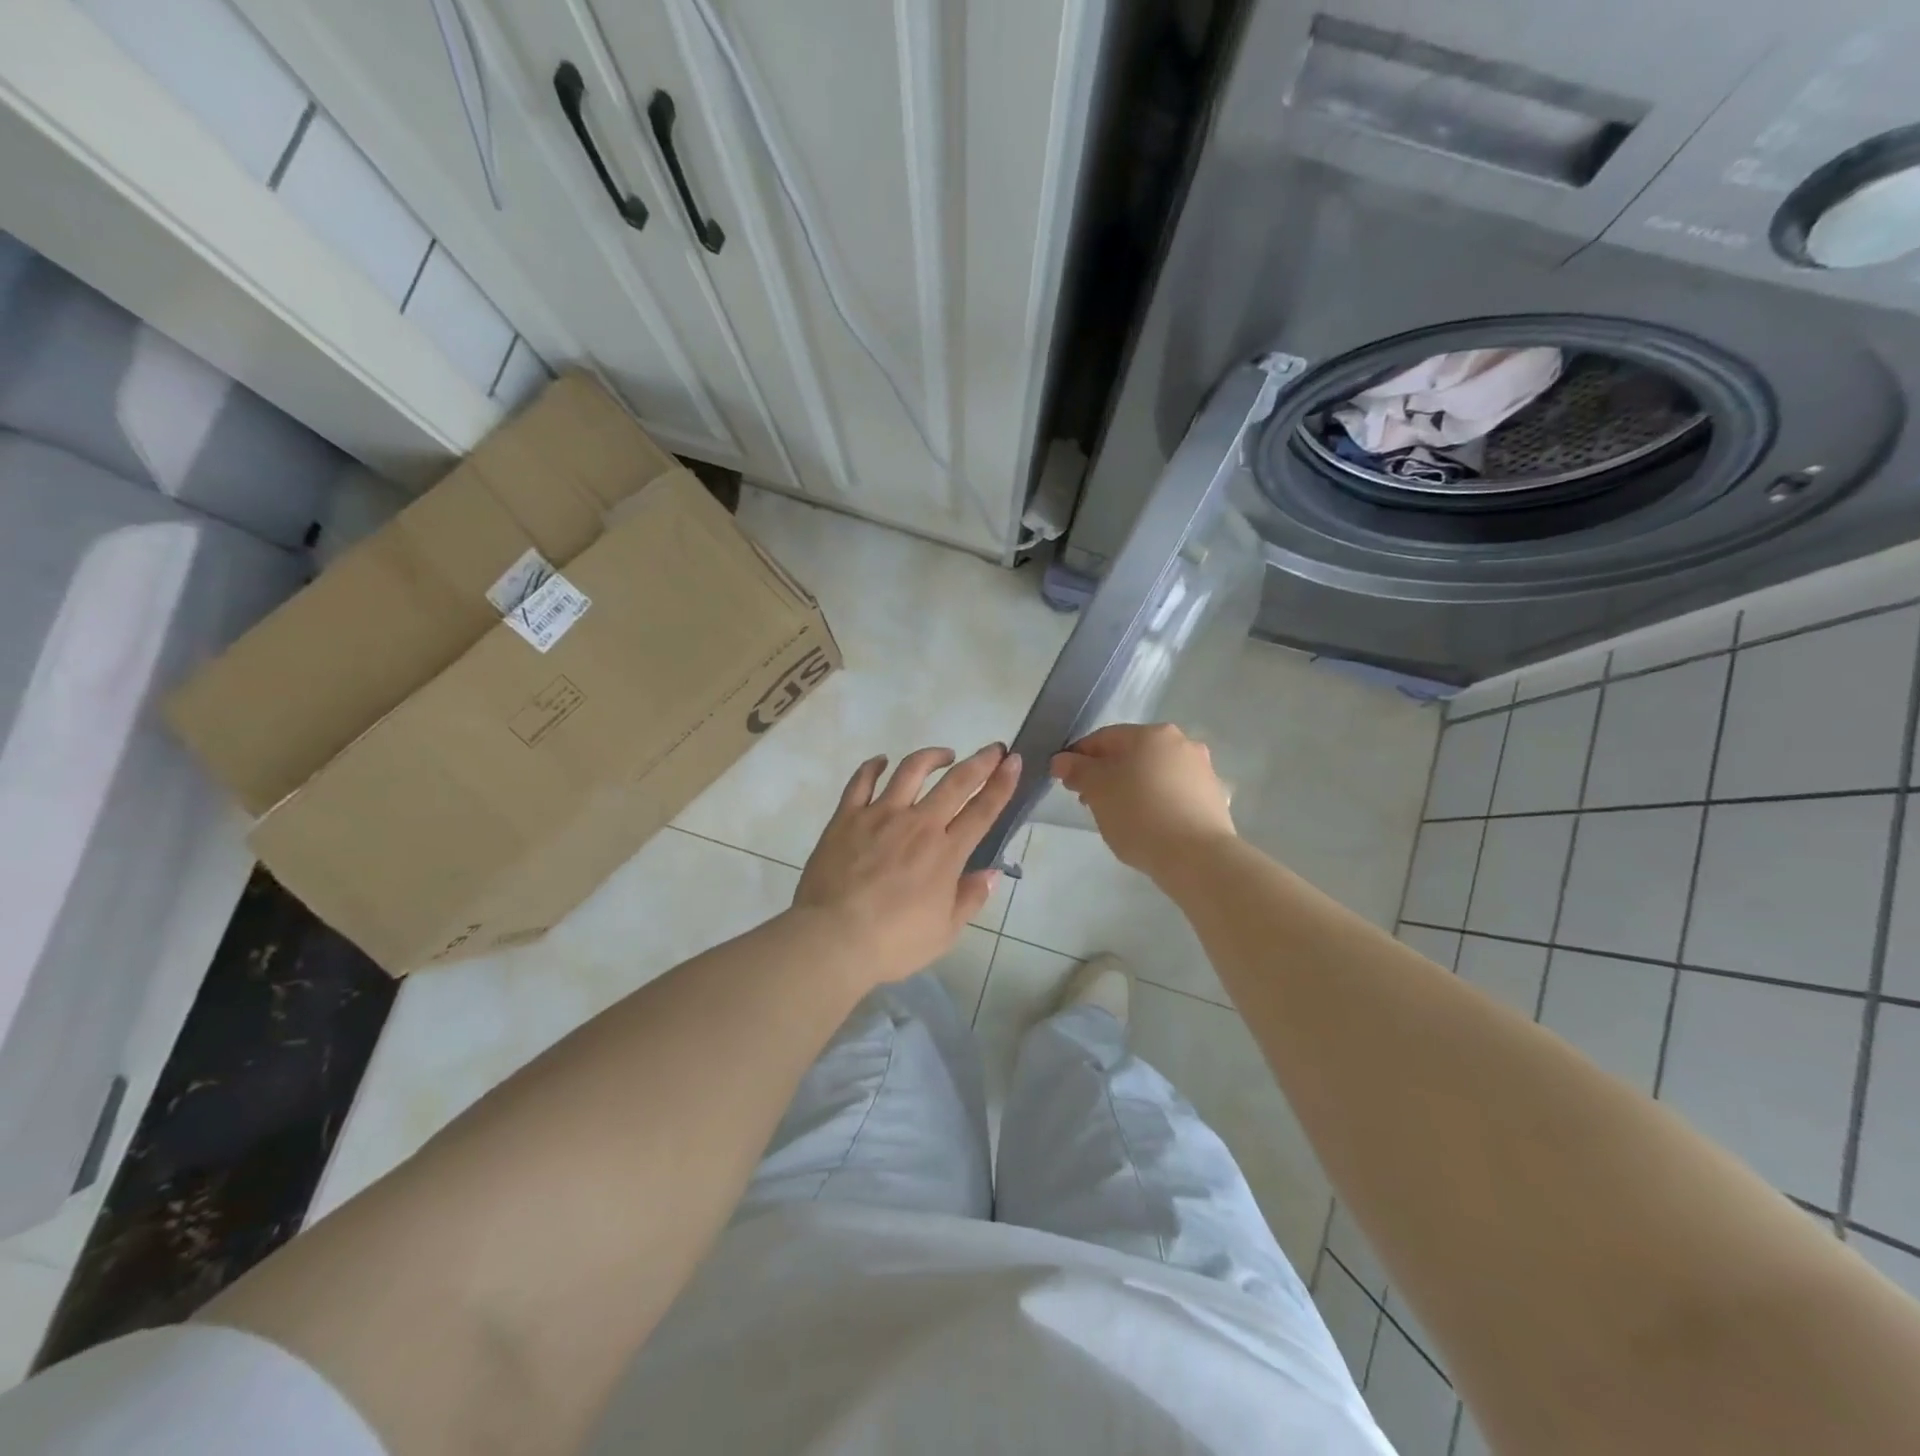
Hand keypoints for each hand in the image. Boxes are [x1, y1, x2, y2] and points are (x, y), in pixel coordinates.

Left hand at [793, 744, 1020, 987]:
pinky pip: (861, 781)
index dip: (1002, 783)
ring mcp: (880, 815)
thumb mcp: (945, 932)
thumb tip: (991, 873)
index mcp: (946, 853)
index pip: (983, 810)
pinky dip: (873, 766)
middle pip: (956, 782)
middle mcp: (919, 824)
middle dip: (981, 761)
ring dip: (932, 756)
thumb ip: (970, 899)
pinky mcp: (847, 817)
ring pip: (911, 770)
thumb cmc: (894, 942)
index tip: (1014, 761)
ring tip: (944, 754)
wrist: (833, 938)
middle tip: (994, 749)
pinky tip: (881, 761)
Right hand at [1051, 723, 1234, 879]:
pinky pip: (1174, 794)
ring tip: (1118, 817)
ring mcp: (1202, 770)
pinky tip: (1148, 825)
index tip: (1065, 781)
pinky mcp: (1214, 798)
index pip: (1104, 738)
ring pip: (1154, 774)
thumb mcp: (1097, 790)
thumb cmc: (1139, 814)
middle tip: (1089, 802)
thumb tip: (1062, 760)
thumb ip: (1077, 770)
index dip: (1079, 757)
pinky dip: (1157, 802)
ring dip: (1132, 788)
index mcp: (1152, 734)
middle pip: (1132, 754)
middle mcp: (1182, 742)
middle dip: (1107, 774)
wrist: (1197, 857)